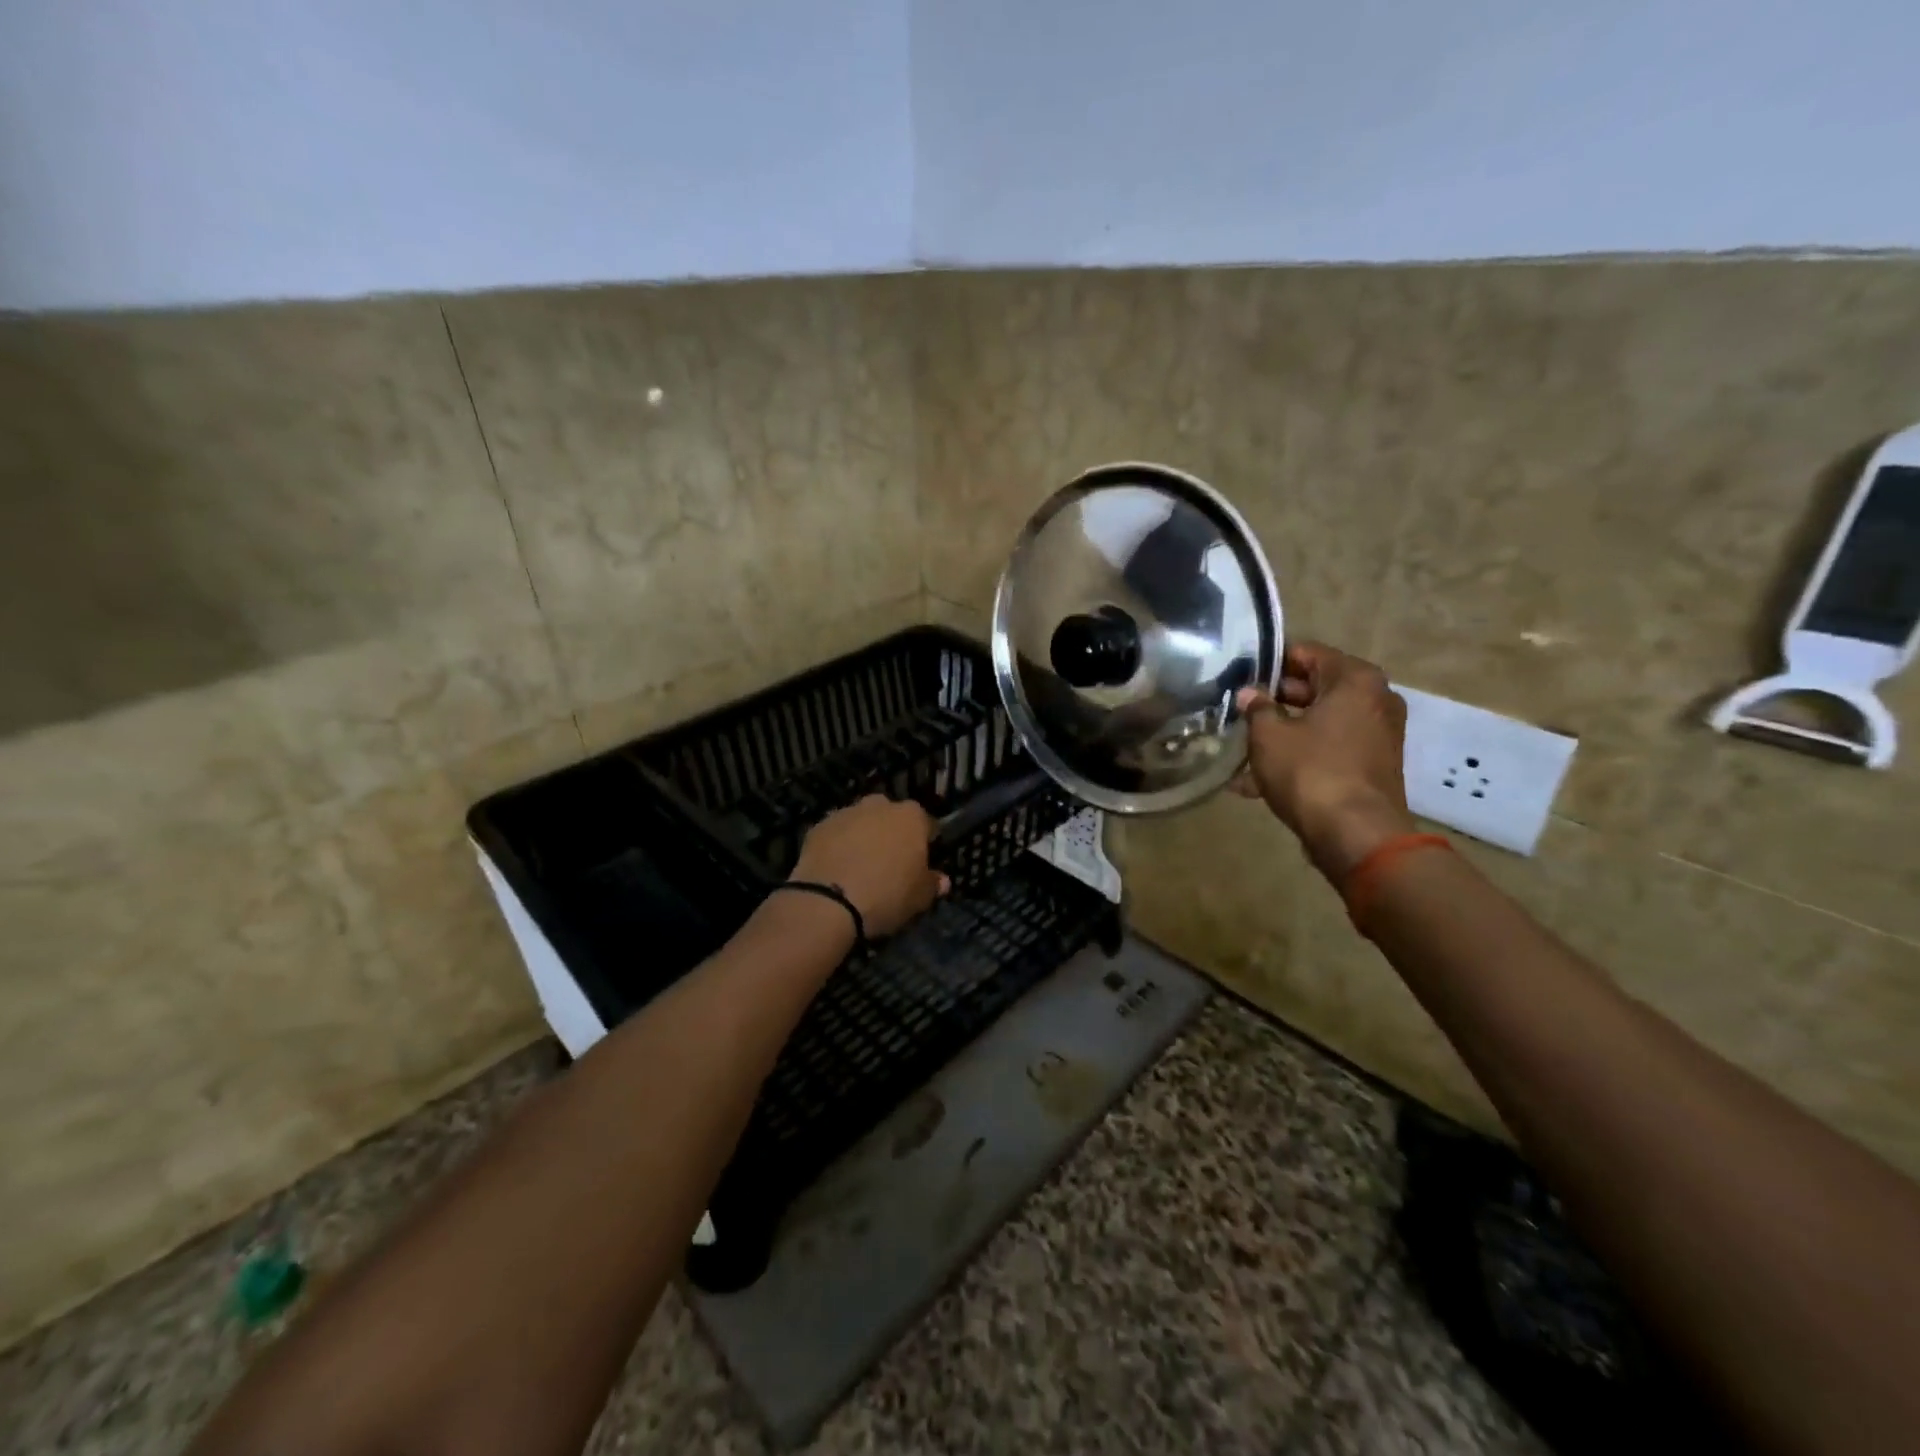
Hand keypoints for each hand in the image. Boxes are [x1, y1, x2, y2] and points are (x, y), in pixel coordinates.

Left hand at [790, 795, 948, 936]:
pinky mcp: (818, 827)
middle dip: (892, 835)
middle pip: (891, 817)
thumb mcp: (920, 898)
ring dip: (863, 838)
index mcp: (911, 817)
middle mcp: (879, 806)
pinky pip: (835, 835)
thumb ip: (932, 884)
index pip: (926, 824)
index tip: (922, 863)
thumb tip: (941, 880)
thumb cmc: (886, 895)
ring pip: (861, 823)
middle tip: (890, 864)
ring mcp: (846, 813)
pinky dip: (838, 847)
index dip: (926, 844)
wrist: (828, 901)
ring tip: (859, 868)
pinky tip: (836, 871)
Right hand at [1234, 641, 1415, 879]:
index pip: (1307, 653)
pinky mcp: (1372, 766)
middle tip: (1239, 709)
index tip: (1241, 674)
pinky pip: (1328, 749)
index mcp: (1355, 679)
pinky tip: (1257, 779)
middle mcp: (1375, 700)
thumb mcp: (1269, 735)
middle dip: (1276, 699)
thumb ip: (1257, 707)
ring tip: (1242, 746)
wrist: (1355, 835)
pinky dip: (1300, 756)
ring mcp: (1377, 735)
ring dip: (1284, 731)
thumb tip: (1249, 694)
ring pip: (1320, 722)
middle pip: (1316, 687)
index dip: (1271, 662)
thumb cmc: (1310, 771)